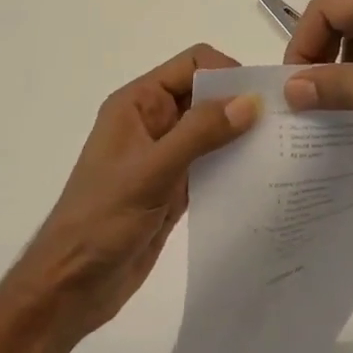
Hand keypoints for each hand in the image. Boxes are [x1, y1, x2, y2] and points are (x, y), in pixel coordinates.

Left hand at [9, 44, 260, 340]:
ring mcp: (164, 155)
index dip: (226, 72)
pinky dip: (233, 165)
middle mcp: (153, 121)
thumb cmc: (101, 220)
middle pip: (205, 93)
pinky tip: (261, 178)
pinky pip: (211, 163)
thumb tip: (250, 101)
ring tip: (280, 149)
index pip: (191, 63)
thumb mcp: (151, 172)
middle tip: (282, 122)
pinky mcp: (175, 187)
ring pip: (212, 129)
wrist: (70, 288)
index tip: (261, 98)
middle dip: (240, 102)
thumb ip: (200, 134)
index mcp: (138, 103)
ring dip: (240, 135)